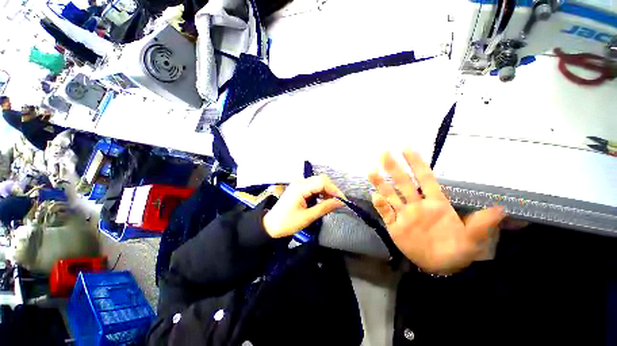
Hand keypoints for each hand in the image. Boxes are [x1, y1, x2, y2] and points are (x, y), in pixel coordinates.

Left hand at [263, 175, 345, 237]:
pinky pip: (313, 187)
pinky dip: (320, 193)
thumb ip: (324, 207)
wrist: (270, 226)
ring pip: (318, 183)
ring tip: (330, 204)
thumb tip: (340, 202)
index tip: (342, 201)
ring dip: (326, 192)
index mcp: (300, 188)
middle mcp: (300, 182)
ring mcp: (298, 184)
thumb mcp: (307, 217)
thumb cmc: (287, 223)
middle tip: (337, 203)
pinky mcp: (298, 188)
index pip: (322, 182)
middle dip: (331, 191)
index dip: (334, 190)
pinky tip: (322, 202)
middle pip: (321, 180)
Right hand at [369, 150, 504, 273]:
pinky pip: (386, 213)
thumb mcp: (472, 239)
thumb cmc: (457, 249)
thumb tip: (501, 208)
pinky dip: (380, 205)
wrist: (439, 267)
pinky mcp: (395, 225)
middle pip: (404, 183)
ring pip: (391, 195)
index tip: (407, 148)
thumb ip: (481, 224)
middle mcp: (417, 204)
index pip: (425, 178)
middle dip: (394, 168)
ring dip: (381, 183)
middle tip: (384, 153)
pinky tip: (375, 197)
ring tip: (372, 171)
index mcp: (436, 203)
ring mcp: (404, 214)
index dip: (417, 163)